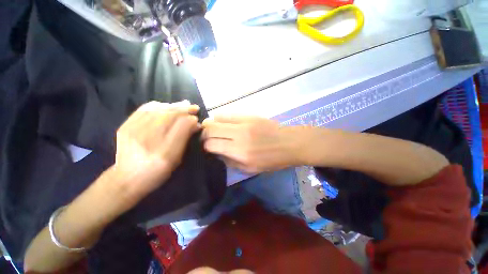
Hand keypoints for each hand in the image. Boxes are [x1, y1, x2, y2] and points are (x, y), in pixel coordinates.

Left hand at [112, 101, 199, 201]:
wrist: (126, 179)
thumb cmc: (157, 172)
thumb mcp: (176, 159)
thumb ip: (185, 140)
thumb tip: (195, 124)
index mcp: (165, 152)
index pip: (181, 126)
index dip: (191, 120)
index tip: (196, 119)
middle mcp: (149, 140)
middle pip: (169, 116)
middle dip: (184, 109)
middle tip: (193, 107)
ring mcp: (134, 132)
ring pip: (157, 110)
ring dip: (173, 105)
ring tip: (183, 104)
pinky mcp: (125, 127)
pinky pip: (143, 110)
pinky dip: (157, 105)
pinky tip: (165, 105)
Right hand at [202, 116, 300, 172]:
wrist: (290, 143)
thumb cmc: (272, 160)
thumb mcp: (250, 169)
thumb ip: (230, 162)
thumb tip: (217, 152)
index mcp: (240, 152)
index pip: (211, 145)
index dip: (206, 146)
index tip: (207, 147)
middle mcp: (239, 136)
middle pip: (210, 130)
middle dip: (204, 134)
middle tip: (206, 138)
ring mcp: (244, 123)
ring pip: (216, 119)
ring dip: (210, 125)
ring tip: (212, 129)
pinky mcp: (249, 115)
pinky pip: (228, 114)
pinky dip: (220, 118)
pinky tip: (223, 123)